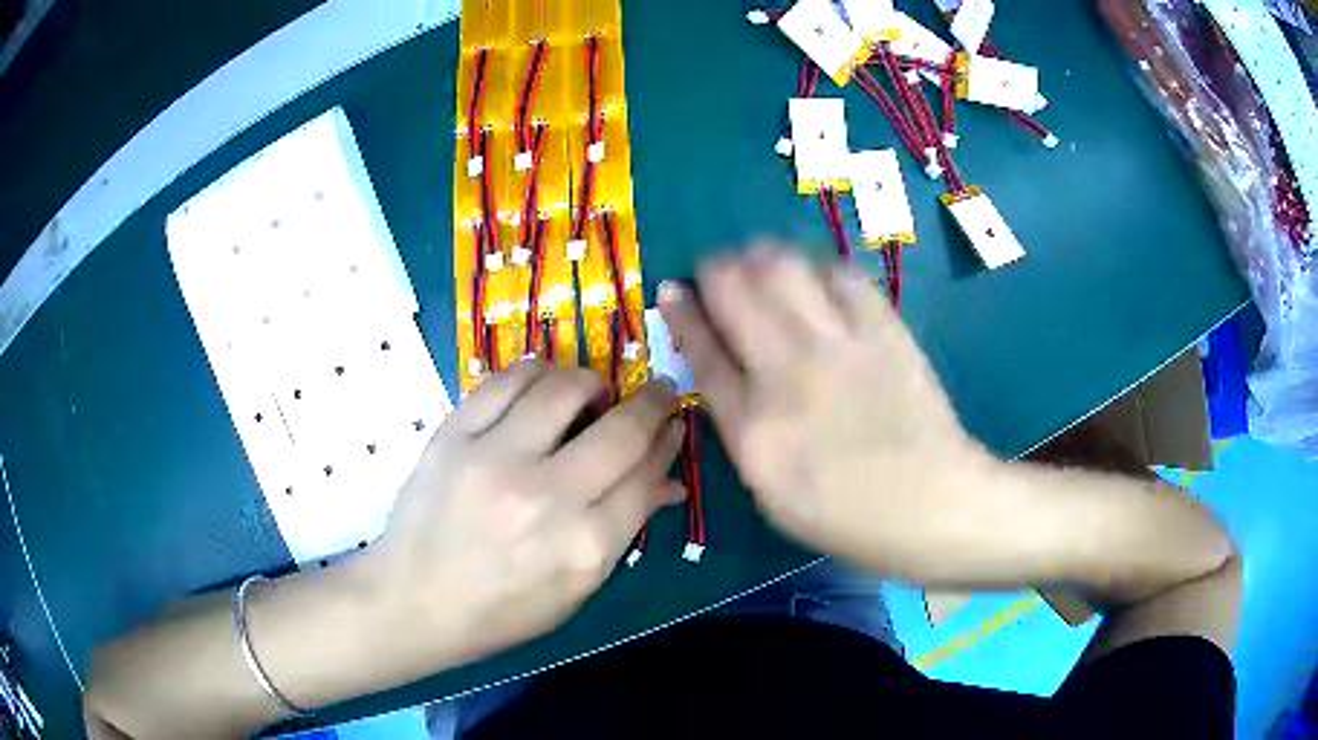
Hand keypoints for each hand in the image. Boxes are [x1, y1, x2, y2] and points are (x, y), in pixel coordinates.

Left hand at [369, 362, 684, 664]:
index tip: (674, 422)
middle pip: (621, 428)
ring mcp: (493, 460)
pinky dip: (535, 372)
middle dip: (652, 400)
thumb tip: (670, 481)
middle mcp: (546, 498)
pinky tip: (541, 385)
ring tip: (589, 394)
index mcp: (584, 547)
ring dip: (590, 381)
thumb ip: (624, 531)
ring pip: (563, 387)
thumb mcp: (575, 589)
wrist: (413, 602)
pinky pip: (506, 380)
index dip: (669, 440)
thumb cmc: (501, 611)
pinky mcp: (452, 436)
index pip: (647, 475)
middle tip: (654, 392)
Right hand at [659, 246, 992, 576]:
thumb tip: (722, 372)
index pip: (703, 351)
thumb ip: (739, 428)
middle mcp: (789, 374)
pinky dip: (819, 267)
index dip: (681, 313)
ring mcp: (839, 345)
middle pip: (735, 292)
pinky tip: (818, 279)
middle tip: (720, 273)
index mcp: (754, 428)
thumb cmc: (846, 513)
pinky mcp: (883, 329)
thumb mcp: (771, 491)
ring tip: (762, 263)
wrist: (931, 503)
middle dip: (715, 269)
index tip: (672, 290)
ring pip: (783, 268)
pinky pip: (840, 274)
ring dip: (761, 257)